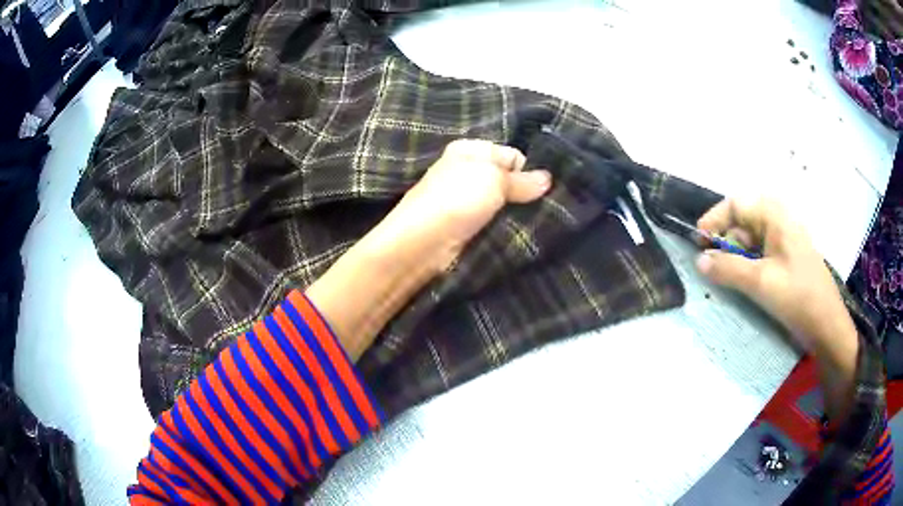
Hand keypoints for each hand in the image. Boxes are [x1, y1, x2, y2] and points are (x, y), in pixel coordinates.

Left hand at [380, 139, 551, 273]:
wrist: (423, 242)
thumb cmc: (457, 198)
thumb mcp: (495, 179)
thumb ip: (523, 180)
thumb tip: (548, 179)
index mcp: (470, 150)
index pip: (512, 155)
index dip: (529, 170)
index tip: (545, 189)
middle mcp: (467, 172)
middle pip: (508, 180)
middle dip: (526, 193)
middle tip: (548, 208)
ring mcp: (466, 201)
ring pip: (503, 204)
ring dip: (517, 213)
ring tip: (538, 223)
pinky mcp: (466, 226)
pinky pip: (494, 222)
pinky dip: (505, 227)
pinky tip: (521, 234)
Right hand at [694, 197, 858, 419]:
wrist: (827, 325)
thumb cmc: (797, 297)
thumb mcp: (760, 283)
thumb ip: (728, 269)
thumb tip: (699, 261)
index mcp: (776, 217)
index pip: (737, 203)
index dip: (715, 219)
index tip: (699, 243)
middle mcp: (780, 222)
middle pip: (744, 221)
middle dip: (726, 242)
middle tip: (716, 268)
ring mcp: (785, 241)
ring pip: (752, 240)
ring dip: (737, 257)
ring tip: (732, 280)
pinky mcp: (787, 260)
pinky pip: (761, 254)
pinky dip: (749, 266)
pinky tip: (747, 284)